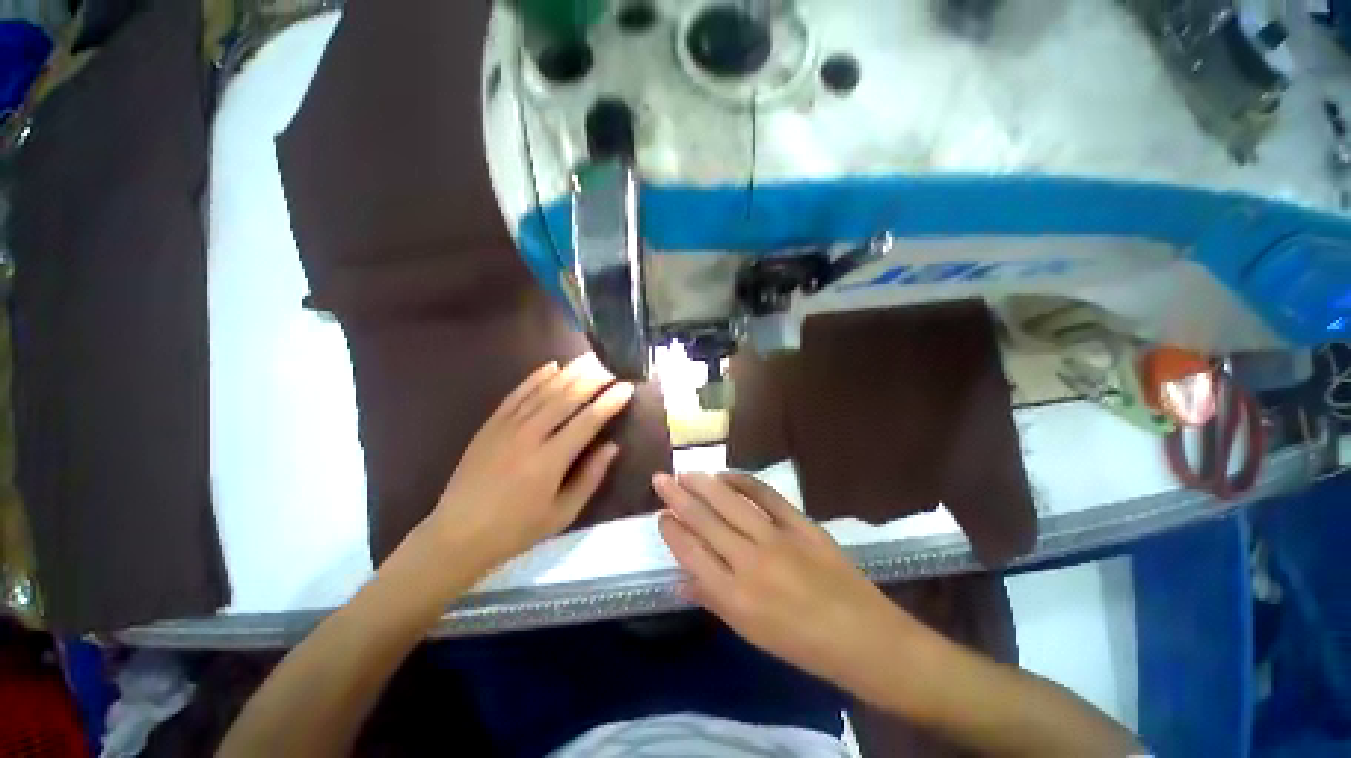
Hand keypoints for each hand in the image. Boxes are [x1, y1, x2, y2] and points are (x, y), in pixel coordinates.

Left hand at [418, 354, 634, 571]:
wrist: (458, 533)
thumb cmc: (517, 528)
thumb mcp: (562, 513)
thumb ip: (590, 477)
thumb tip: (613, 446)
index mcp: (550, 461)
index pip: (588, 421)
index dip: (610, 402)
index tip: (627, 388)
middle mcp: (529, 437)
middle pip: (566, 398)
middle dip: (592, 379)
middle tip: (611, 366)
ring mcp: (506, 428)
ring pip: (543, 391)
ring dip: (569, 373)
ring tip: (588, 359)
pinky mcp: (490, 425)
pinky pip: (516, 395)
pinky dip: (535, 378)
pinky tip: (551, 366)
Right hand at [654, 472, 909, 692]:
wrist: (862, 636)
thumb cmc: (801, 644)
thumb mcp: (750, 633)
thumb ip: (712, 600)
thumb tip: (680, 579)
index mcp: (734, 597)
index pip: (690, 553)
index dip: (672, 530)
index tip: (660, 515)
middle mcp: (749, 562)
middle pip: (704, 521)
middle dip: (677, 497)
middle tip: (660, 478)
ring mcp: (776, 538)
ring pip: (729, 502)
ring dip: (703, 484)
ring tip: (684, 472)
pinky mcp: (799, 523)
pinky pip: (765, 494)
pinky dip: (742, 480)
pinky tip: (726, 473)